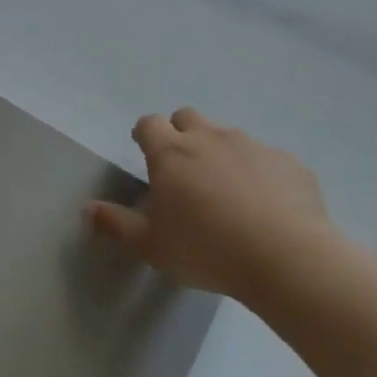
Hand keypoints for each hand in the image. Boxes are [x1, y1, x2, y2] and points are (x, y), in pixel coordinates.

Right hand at [87, 109, 329, 296]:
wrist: (288, 258)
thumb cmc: (207, 250)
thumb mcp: (152, 245)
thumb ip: (116, 224)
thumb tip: (87, 210)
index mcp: (171, 153)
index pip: (149, 124)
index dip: (145, 134)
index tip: (145, 151)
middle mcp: (210, 138)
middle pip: (188, 118)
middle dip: (181, 134)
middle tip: (184, 169)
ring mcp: (252, 146)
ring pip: (228, 136)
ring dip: (221, 153)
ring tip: (227, 191)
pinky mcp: (289, 162)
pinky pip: (267, 159)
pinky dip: (260, 173)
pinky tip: (267, 206)